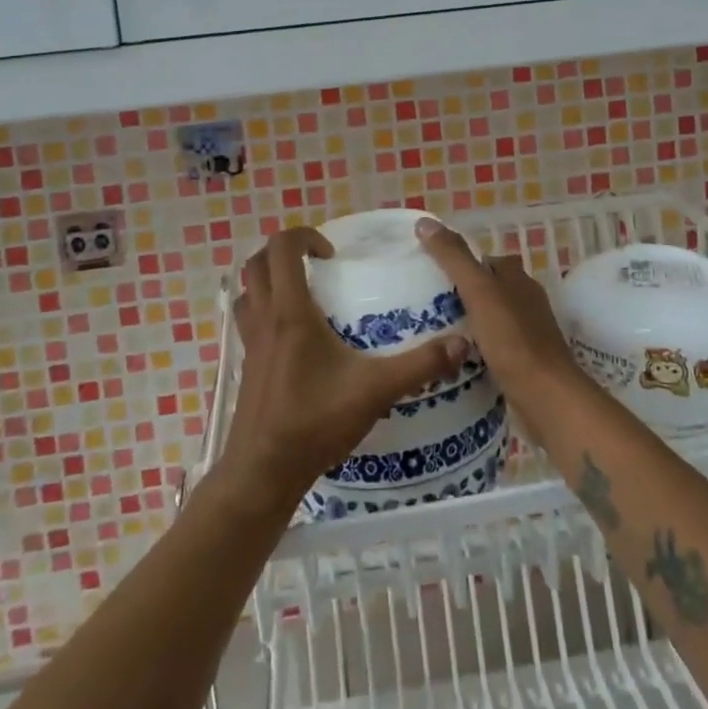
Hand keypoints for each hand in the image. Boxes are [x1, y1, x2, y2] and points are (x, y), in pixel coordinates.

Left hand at [218, 228, 469, 513]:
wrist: (263, 472)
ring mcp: (250, 342)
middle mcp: (264, 319)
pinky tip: (295, 337)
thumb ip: (419, 365)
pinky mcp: (246, 365)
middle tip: (318, 265)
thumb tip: (461, 342)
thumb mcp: (375, 390)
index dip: (303, 236)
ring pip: (249, 291)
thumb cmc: (315, 422)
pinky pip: (249, 320)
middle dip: (285, 252)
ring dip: (270, 279)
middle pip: (258, 263)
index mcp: (290, 312)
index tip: (332, 254)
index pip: (282, 249)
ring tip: (305, 293)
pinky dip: (265, 310)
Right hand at [415, 219, 587, 418]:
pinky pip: (493, 347)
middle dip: (461, 293)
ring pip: (490, 318)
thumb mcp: (479, 292)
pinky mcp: (523, 362)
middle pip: (488, 289)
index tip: (430, 271)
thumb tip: (425, 221)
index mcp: (518, 279)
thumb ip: (453, 258)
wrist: (546, 399)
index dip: (460, 261)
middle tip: (424, 303)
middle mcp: (526, 301)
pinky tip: (454, 357)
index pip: (486, 260)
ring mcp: (527, 333)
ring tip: (431, 330)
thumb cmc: (513, 340)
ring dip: (467, 322)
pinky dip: (475, 348)